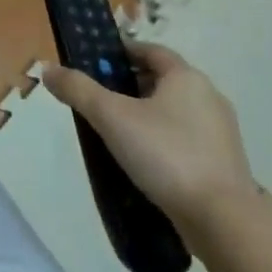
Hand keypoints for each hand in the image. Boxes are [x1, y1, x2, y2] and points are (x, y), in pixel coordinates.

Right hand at [40, 42, 257, 250]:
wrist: (223, 220)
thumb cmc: (166, 154)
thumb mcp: (111, 117)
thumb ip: (78, 90)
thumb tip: (47, 69)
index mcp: (186, 77)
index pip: (151, 51)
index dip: (122, 52)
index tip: (95, 63)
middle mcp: (209, 97)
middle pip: (162, 79)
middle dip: (129, 84)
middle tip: (98, 98)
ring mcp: (220, 131)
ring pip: (174, 110)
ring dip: (145, 113)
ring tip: (115, 131)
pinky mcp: (223, 162)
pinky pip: (185, 137)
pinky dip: (162, 138)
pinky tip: (143, 158)